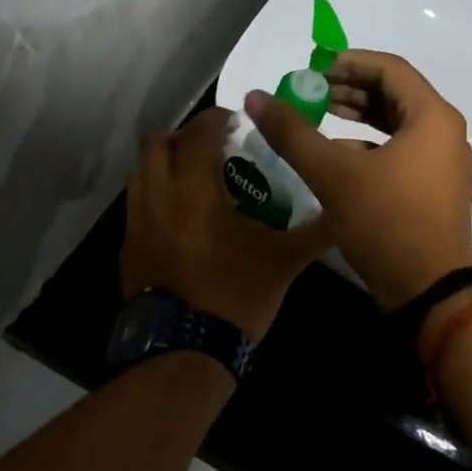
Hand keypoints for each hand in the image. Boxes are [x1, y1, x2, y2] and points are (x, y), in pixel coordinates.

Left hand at [120, 108, 331, 344]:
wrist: (184, 352)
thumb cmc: (235, 296)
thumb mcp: (283, 263)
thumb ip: (314, 232)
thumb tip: (344, 214)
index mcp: (195, 190)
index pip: (198, 133)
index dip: (216, 119)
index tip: (235, 121)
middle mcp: (158, 196)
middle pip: (158, 143)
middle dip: (184, 136)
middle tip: (212, 146)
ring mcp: (137, 222)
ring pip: (140, 171)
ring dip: (165, 162)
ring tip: (193, 176)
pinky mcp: (127, 246)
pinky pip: (136, 203)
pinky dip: (155, 193)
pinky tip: (178, 215)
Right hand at [244, 50, 471, 308]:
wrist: (429, 293)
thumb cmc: (386, 223)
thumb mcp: (333, 175)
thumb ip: (293, 133)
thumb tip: (255, 97)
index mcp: (432, 117)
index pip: (390, 68)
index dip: (348, 62)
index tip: (313, 68)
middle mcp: (445, 132)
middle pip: (396, 92)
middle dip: (351, 87)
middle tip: (312, 90)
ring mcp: (444, 161)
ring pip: (398, 122)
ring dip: (360, 114)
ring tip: (321, 114)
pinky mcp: (435, 186)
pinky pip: (403, 148)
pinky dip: (371, 142)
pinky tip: (339, 153)